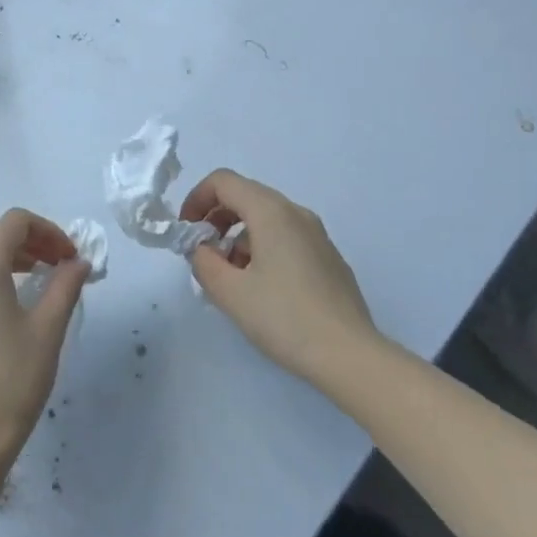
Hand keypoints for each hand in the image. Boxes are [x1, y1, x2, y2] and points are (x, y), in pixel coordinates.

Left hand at [0, 209, 86, 484]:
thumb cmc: (12, 380)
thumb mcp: (48, 330)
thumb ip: (65, 286)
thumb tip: (79, 262)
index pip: (14, 222)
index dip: (48, 230)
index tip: (70, 257)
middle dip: (28, 241)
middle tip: (57, 266)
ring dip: (5, 259)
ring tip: (33, 284)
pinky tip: (0, 312)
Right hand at [179, 170, 377, 386]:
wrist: (350, 355)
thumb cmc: (285, 318)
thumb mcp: (230, 292)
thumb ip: (203, 262)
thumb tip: (201, 249)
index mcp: (271, 212)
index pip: (223, 181)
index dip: (196, 199)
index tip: (186, 232)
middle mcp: (296, 213)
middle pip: (245, 196)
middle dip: (216, 219)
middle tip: (203, 254)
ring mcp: (317, 235)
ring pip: (266, 218)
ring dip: (238, 237)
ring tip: (230, 278)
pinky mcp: (328, 257)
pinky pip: (286, 237)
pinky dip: (262, 248)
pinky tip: (261, 289)